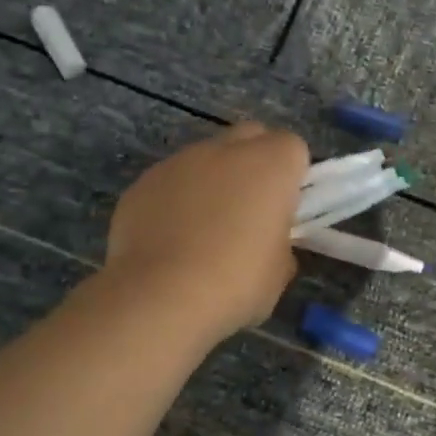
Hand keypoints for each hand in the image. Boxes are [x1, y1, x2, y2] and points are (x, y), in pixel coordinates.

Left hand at [103, 121, 309, 341]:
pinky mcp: (143, 183)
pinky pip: (169, 183)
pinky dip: (175, 201)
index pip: (292, 148)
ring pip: (205, 159)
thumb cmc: (235, 284)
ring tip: (202, 232)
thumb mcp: (278, 273)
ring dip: (211, 183)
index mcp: (270, 166)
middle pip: (248, 137)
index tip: (285, 209)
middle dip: (253, 165)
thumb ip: (279, 244)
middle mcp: (225, 150)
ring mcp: (179, 162)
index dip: (291, 176)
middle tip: (249, 211)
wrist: (161, 297)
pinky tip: (169, 241)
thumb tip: (267, 244)